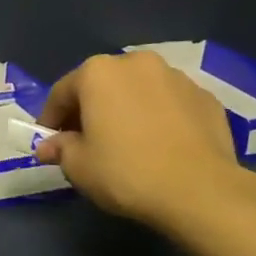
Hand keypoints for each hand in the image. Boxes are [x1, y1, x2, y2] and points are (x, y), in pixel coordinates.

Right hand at [35, 50, 254, 234]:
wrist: (201, 191)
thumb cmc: (127, 172)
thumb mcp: (79, 167)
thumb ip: (60, 149)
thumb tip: (49, 146)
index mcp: (98, 72)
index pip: (62, 92)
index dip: (51, 118)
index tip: (49, 142)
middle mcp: (136, 63)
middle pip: (102, 85)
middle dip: (90, 110)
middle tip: (86, 141)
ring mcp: (176, 77)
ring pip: (139, 91)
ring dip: (127, 109)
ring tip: (128, 142)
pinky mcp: (206, 98)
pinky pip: (171, 104)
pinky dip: (160, 118)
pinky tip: (161, 145)